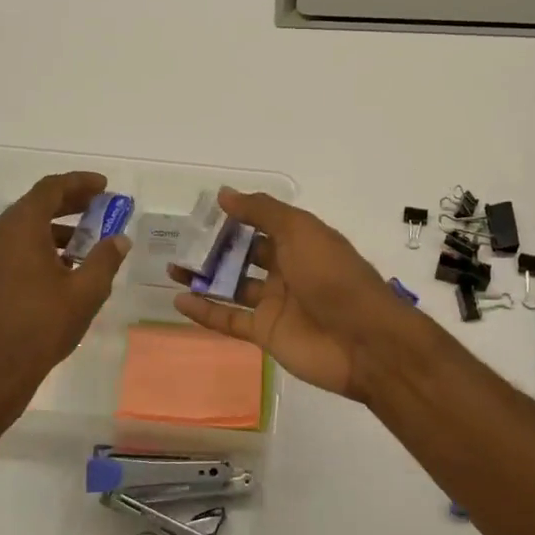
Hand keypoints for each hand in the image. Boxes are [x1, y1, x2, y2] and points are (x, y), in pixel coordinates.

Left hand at [0, 171, 128, 430]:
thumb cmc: (40, 327)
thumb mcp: (85, 292)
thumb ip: (104, 259)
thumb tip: (118, 240)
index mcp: (19, 228)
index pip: (50, 189)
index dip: (79, 183)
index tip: (104, 186)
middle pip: (34, 206)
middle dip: (69, 204)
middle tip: (99, 209)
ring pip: (21, 230)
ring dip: (54, 230)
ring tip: (84, 244)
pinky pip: (11, 250)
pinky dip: (37, 249)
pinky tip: (58, 272)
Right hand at [172, 189, 418, 401]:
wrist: (363, 340)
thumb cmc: (333, 276)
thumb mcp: (300, 231)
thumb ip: (261, 211)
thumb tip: (224, 193)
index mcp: (300, 242)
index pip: (262, 224)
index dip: (235, 217)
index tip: (202, 211)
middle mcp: (287, 270)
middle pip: (244, 255)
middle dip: (214, 248)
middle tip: (179, 241)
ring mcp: (275, 303)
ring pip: (232, 287)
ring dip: (204, 277)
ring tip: (171, 267)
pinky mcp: (266, 333)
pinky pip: (230, 320)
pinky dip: (206, 311)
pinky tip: (179, 299)